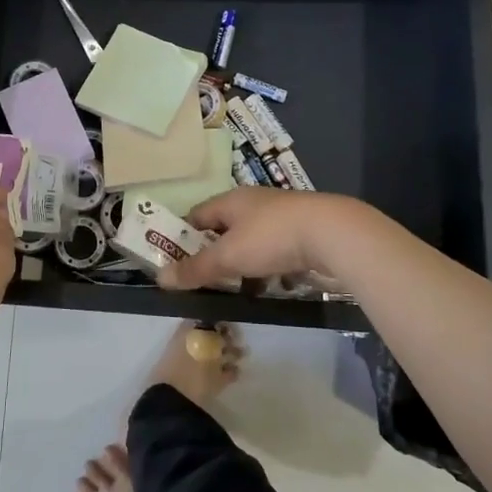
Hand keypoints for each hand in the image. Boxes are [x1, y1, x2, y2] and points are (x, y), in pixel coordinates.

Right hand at [158, 187, 368, 290]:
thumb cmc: (271, 238)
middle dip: (214, 253)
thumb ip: (195, 269)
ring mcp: (280, 217)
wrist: (332, 233)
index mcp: (231, 200)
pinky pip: (275, 252)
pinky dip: (268, 269)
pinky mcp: (302, 233)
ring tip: (235, 290)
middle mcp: (254, 203)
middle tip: (203, 280)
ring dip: (242, 264)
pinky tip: (270, 287)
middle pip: (224, 228)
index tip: (175, 261)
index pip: (197, 215)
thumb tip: (160, 278)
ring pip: (251, 242)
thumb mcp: (228, 256)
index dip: (183, 236)